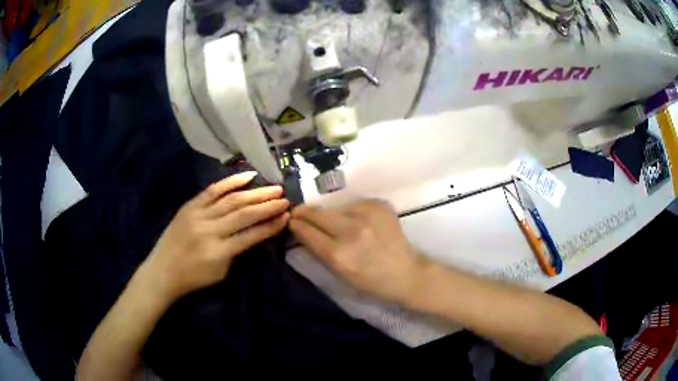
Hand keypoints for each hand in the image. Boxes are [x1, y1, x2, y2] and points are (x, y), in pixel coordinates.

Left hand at [139, 172, 289, 302]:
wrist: (162, 271)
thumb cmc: (193, 278)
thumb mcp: (220, 273)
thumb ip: (236, 251)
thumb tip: (252, 232)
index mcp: (218, 251)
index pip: (251, 235)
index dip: (270, 225)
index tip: (286, 217)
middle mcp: (209, 230)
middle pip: (243, 213)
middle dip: (267, 205)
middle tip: (284, 198)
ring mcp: (198, 215)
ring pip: (231, 199)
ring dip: (255, 193)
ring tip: (273, 188)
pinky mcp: (190, 206)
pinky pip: (212, 190)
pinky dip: (230, 182)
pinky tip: (247, 176)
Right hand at [289, 200, 429, 304]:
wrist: (406, 273)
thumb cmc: (371, 281)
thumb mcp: (339, 273)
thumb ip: (319, 251)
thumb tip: (302, 231)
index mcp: (337, 254)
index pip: (306, 231)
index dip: (295, 224)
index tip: (291, 221)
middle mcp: (349, 231)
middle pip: (317, 213)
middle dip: (305, 213)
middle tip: (300, 213)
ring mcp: (366, 215)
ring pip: (335, 207)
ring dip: (330, 214)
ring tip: (335, 223)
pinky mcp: (378, 205)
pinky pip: (354, 205)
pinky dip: (351, 212)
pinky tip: (358, 222)